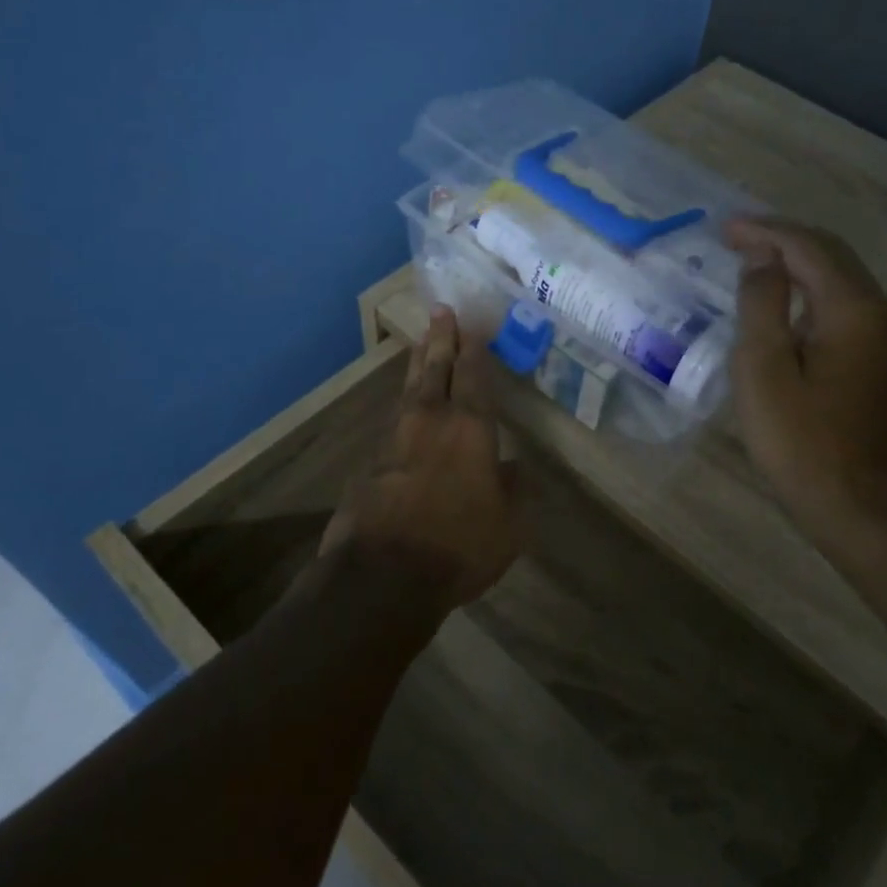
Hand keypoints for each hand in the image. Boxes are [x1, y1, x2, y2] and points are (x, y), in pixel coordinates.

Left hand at [320, 307, 519, 611]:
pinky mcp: (371, 464)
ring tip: (421, 345)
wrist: (383, 575)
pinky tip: (404, 411)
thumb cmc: (459, 545)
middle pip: (436, 370)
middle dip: (441, 340)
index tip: (471, 326)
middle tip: (441, 311)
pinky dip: (403, 409)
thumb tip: (516, 467)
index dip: (474, 351)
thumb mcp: (509, 525)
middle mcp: (432, 423)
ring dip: (417, 365)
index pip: (475, 379)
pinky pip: (393, 425)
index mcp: (471, 430)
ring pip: (410, 391)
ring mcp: (396, 441)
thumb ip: (515, 490)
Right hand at [725, 217, 886, 541]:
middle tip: (735, 238)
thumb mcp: (764, 371)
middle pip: (832, 256)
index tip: (724, 229)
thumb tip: (763, 258)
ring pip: (841, 280)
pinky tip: (786, 304)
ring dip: (798, 264)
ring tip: (754, 261)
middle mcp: (882, 311)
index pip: (808, 247)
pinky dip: (813, 292)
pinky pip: (847, 306)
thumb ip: (761, 305)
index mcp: (854, 309)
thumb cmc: (802, 443)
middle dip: (782, 240)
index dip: (765, 231)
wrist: (862, 509)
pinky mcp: (885, 360)